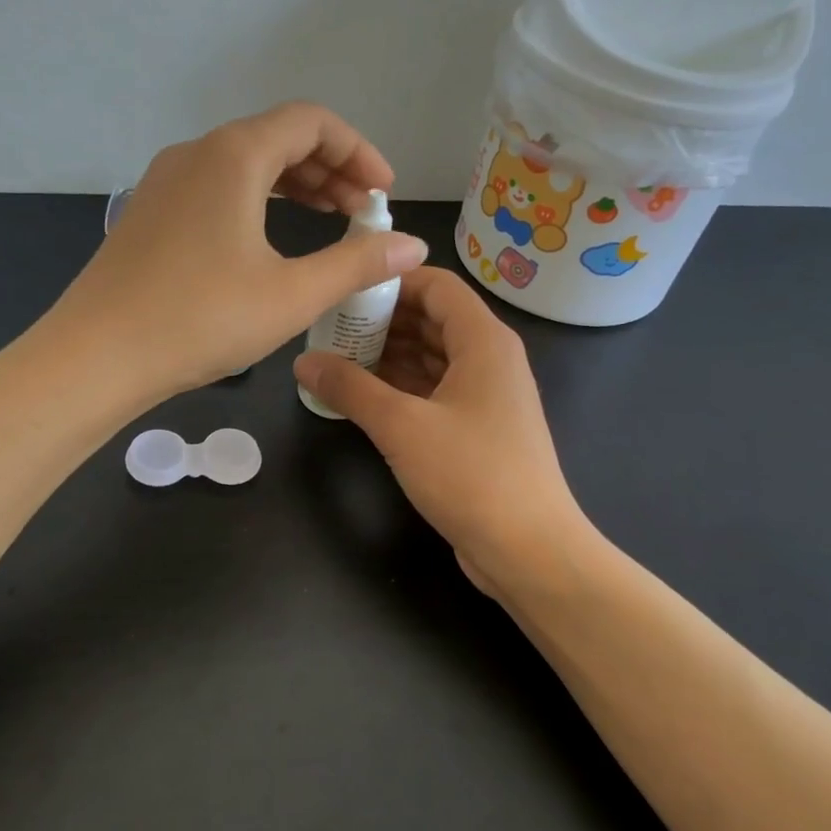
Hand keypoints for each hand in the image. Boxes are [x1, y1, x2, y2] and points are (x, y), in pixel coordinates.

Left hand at [53, 103, 428, 395]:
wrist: (98, 356)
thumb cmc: (201, 320)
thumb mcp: (291, 295)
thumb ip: (357, 263)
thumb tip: (413, 246)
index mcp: (234, 156)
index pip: (311, 123)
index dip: (358, 151)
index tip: (384, 194)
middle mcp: (197, 153)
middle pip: (277, 137)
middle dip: (330, 169)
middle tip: (362, 213)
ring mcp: (165, 181)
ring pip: (244, 163)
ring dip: (294, 185)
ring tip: (328, 220)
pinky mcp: (150, 212)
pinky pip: (216, 187)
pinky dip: (256, 200)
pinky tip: (268, 238)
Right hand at [293, 267, 595, 598]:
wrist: (528, 549)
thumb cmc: (471, 474)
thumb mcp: (401, 427)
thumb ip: (350, 388)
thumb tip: (303, 361)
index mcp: (484, 342)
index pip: (437, 286)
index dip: (392, 280)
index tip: (345, 290)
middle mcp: (490, 360)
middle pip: (433, 320)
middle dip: (383, 320)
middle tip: (330, 327)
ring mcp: (486, 398)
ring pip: (432, 359)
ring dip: (389, 356)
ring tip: (337, 358)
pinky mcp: (477, 431)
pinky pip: (435, 392)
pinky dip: (401, 388)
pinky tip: (363, 396)